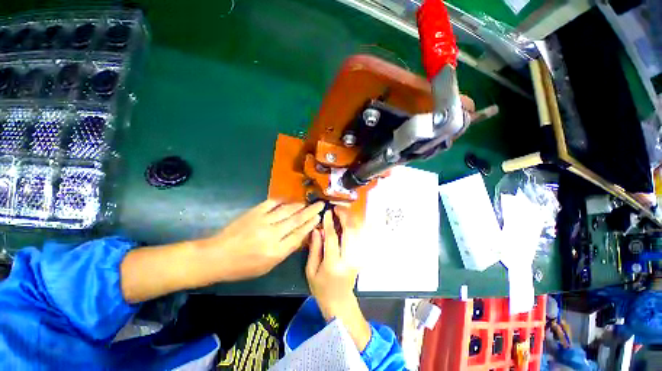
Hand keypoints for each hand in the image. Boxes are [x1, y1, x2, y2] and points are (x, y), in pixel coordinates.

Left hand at [200, 199, 324, 281]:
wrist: (217, 256)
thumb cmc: (243, 267)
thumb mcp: (267, 266)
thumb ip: (285, 250)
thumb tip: (299, 236)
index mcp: (276, 251)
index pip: (299, 235)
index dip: (310, 225)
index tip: (318, 218)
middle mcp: (272, 234)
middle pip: (296, 220)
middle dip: (310, 211)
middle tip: (320, 204)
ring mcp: (262, 221)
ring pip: (286, 210)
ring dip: (299, 205)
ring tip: (307, 203)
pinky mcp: (254, 212)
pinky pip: (272, 203)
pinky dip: (282, 201)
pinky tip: (288, 201)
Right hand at [306, 208, 370, 350]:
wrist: (339, 302)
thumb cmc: (321, 288)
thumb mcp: (311, 270)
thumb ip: (314, 248)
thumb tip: (317, 229)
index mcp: (333, 263)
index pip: (333, 238)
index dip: (329, 222)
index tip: (327, 212)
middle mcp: (349, 258)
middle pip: (350, 231)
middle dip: (344, 216)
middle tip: (336, 208)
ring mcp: (357, 257)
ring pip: (357, 232)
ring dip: (350, 219)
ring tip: (341, 212)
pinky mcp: (360, 256)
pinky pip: (360, 236)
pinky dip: (356, 226)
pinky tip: (349, 221)